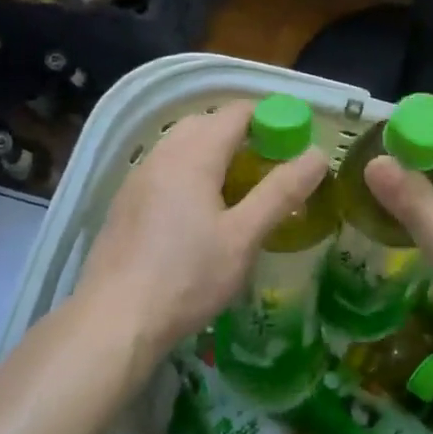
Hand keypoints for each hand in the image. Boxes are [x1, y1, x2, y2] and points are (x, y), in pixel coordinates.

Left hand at [78, 100, 328, 362]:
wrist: (115, 321)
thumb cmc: (187, 277)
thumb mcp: (243, 237)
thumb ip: (281, 193)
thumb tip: (317, 155)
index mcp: (193, 155)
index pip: (236, 113)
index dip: (270, 118)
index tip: (295, 142)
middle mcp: (162, 155)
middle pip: (206, 123)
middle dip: (242, 133)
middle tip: (271, 165)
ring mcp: (138, 178)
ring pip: (182, 145)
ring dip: (214, 152)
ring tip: (240, 188)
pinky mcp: (126, 203)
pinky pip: (165, 169)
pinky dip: (191, 171)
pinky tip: (201, 211)